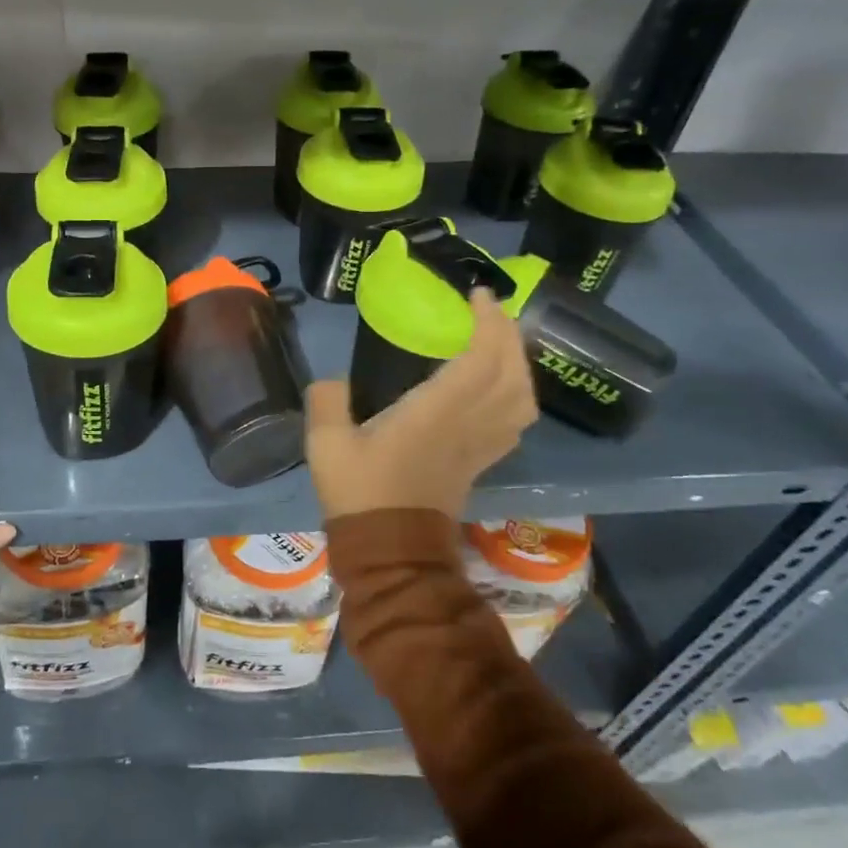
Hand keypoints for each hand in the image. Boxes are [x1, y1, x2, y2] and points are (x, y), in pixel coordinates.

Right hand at [305, 289, 537, 521]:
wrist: (390, 551)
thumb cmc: (360, 492)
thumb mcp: (326, 443)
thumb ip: (327, 399)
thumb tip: (334, 381)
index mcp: (436, 412)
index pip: (482, 359)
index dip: (488, 323)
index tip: (478, 296)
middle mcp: (468, 424)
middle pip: (511, 373)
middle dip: (508, 334)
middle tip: (491, 310)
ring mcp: (479, 445)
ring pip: (522, 398)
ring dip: (518, 363)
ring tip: (499, 342)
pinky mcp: (480, 461)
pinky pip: (514, 421)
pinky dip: (517, 394)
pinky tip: (498, 386)